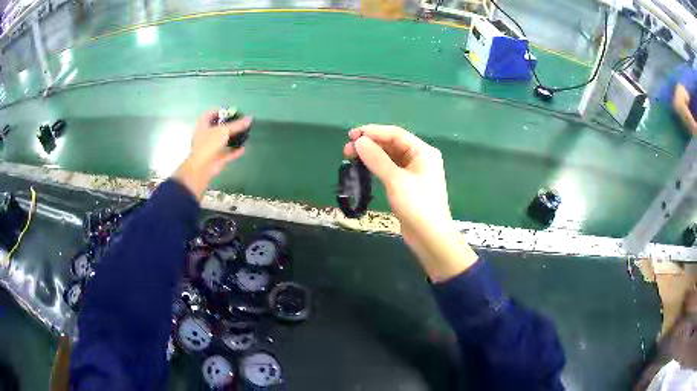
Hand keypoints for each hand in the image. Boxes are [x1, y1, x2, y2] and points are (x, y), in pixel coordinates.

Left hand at [174, 110, 250, 200]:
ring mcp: (209, 147)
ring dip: (232, 138)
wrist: (201, 168)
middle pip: (218, 127)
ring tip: (244, 134)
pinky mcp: (215, 158)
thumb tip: (250, 119)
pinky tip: (243, 148)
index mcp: (203, 124)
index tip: (232, 112)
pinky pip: (226, 152)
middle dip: (229, 125)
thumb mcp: (224, 131)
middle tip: (240, 123)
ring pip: (222, 140)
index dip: (221, 111)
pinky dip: (234, 151)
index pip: (211, 113)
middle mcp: (205, 134)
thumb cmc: (209, 144)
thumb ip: (237, 125)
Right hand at [343, 125, 476, 280]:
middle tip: (347, 149)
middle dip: (370, 144)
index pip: (395, 134)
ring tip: (350, 157)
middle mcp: (420, 158)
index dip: (373, 132)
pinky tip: (363, 168)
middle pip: (392, 144)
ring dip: (371, 155)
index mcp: (423, 152)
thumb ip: (377, 159)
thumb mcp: (396, 181)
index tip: (351, 135)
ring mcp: (414, 172)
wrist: (430, 238)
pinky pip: (390, 169)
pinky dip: (376, 167)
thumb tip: (359, 141)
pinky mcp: (407, 185)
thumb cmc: (417, 206)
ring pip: (390, 157)